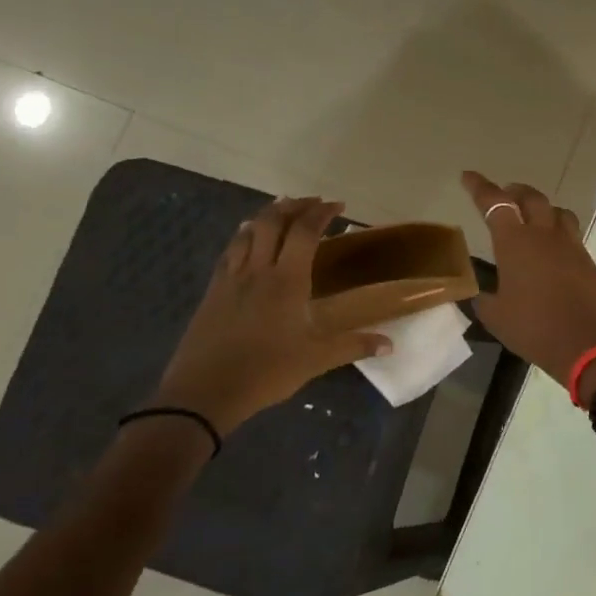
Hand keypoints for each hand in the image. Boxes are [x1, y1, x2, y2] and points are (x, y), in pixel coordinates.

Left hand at [150, 198, 391, 433]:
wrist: (204, 391)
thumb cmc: (266, 372)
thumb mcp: (316, 361)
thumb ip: (353, 346)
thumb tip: (390, 345)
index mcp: (286, 282)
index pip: (304, 232)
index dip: (321, 213)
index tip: (338, 206)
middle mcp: (258, 270)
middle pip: (272, 222)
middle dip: (294, 206)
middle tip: (313, 203)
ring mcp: (231, 278)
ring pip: (248, 231)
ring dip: (267, 215)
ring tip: (282, 211)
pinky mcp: (213, 291)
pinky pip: (230, 250)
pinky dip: (244, 235)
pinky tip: (248, 239)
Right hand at [462, 172, 595, 386]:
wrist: (587, 344)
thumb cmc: (533, 328)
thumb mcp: (496, 316)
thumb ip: (485, 299)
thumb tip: (481, 293)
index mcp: (516, 242)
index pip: (495, 203)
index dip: (480, 187)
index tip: (468, 177)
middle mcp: (545, 235)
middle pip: (532, 198)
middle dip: (515, 192)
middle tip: (505, 196)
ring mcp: (571, 246)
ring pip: (558, 212)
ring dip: (543, 208)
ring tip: (533, 219)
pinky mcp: (589, 262)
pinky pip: (572, 236)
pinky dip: (559, 234)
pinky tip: (554, 252)